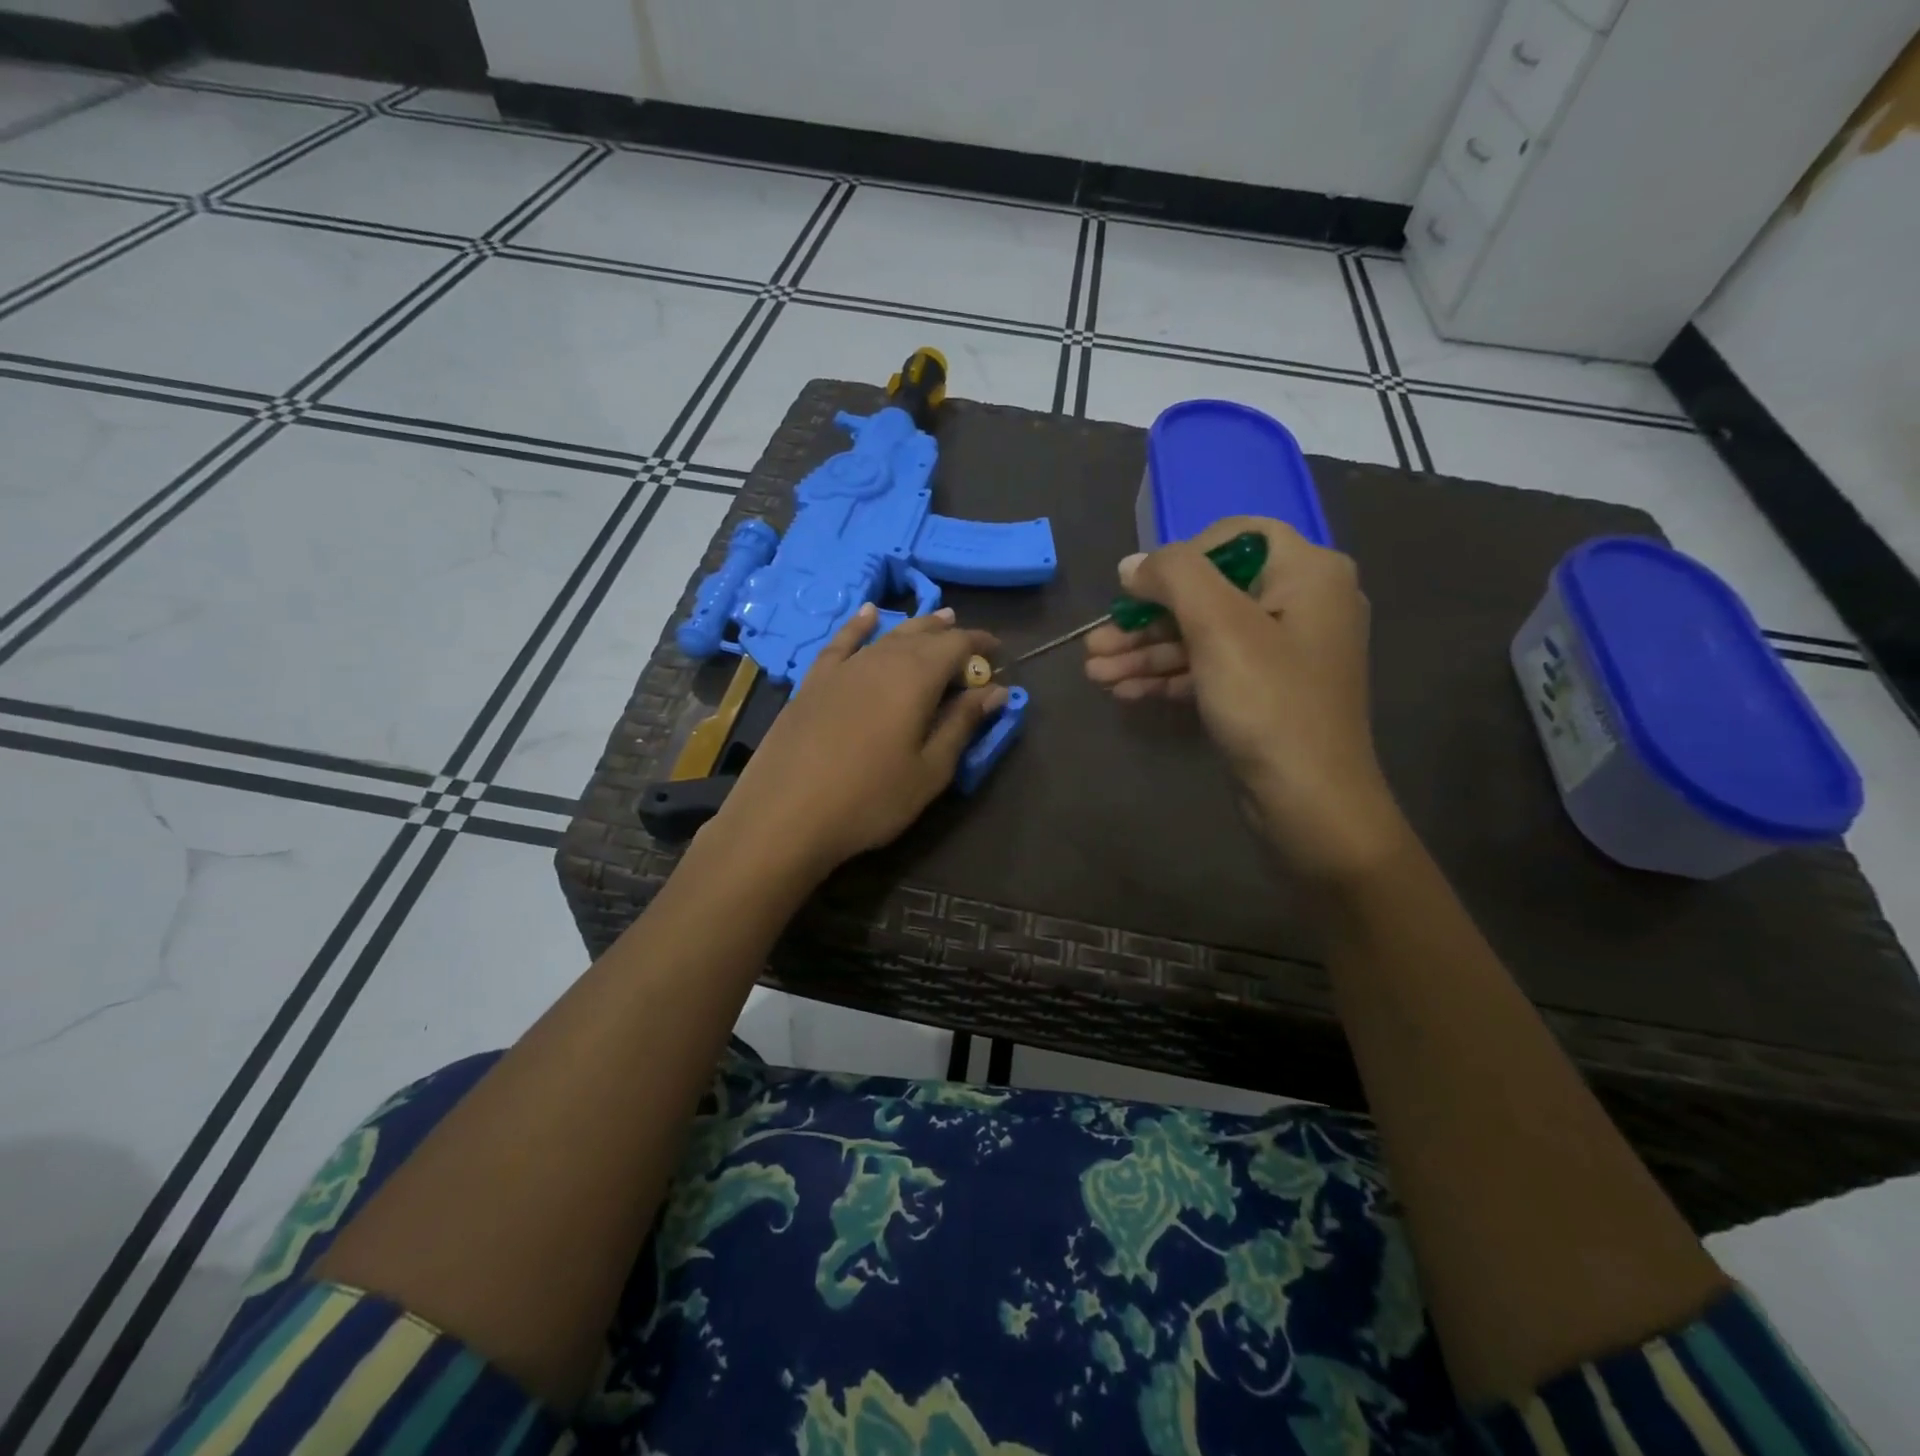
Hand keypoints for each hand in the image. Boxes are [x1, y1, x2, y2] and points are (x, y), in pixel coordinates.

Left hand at [714, 605, 1005, 877]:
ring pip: (886, 636)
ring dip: (914, 627)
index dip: (978, 644)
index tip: (997, 652)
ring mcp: (842, 669)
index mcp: (915, 679)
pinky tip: (867, 613)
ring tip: (935, 619)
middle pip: (921, 636)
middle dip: (949, 633)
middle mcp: (880, 660)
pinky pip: (841, 642)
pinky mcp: (813, 683)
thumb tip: (995, 691)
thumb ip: (962, 724)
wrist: (785, 814)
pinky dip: (858, 625)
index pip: (956, 646)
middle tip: (968, 639)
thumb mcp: (929, 769)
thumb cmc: (870, 799)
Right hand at [1084, 516, 1408, 881]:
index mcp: (1309, 572)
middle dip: (1147, 618)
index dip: (1180, 557)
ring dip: (1147, 652)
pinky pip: (1210, 669)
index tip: (1137, 590)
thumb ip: (1174, 577)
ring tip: (1095, 671)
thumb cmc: (1269, 704)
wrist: (1309, 804)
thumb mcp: (1219, 627)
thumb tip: (1132, 564)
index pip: (1235, 536)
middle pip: (1209, 592)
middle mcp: (1301, 604)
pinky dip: (1168, 677)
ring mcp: (1282, 653)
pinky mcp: (1264, 692)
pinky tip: (1123, 692)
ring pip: (1203, 635)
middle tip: (1096, 642)